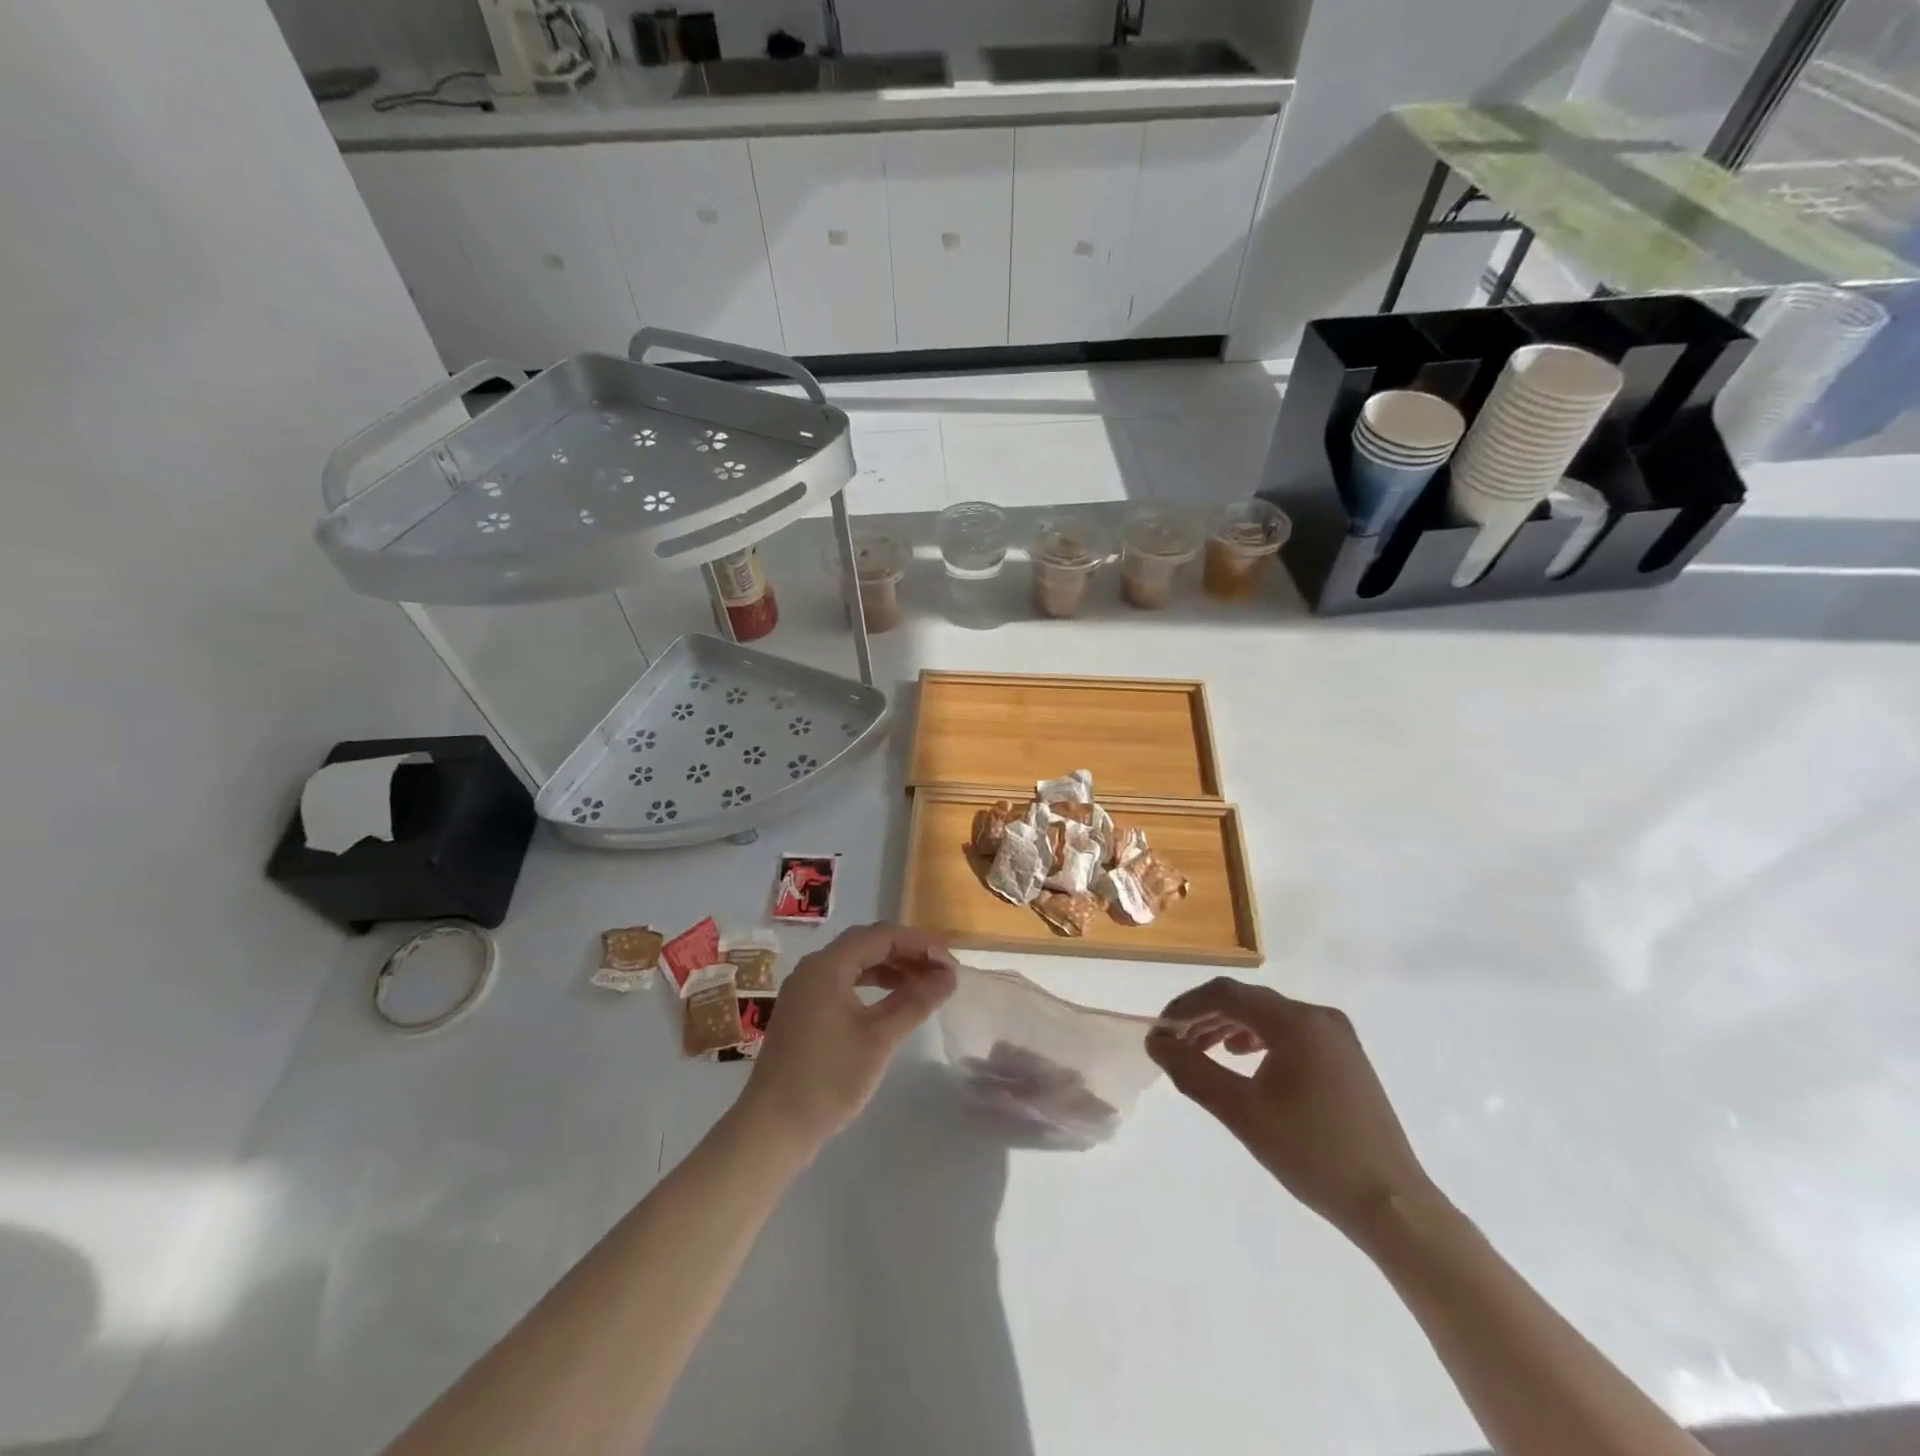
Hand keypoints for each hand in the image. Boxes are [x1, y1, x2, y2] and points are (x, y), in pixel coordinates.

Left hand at [740, 923, 957, 1150]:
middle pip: (866, 943)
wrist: (773, 1128)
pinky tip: (890, 1001)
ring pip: (854, 962)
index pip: (882, 936)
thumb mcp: (880, 1038)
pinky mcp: (802, 1010)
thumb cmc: (830, 1079)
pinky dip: (870, 984)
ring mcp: (804, 989)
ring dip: (890, 968)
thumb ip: (916, 1001)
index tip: (950, 963)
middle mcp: (812, 968)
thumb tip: (949, 975)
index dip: (920, 944)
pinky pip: (842, 981)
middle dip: (906, 952)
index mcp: (828, 965)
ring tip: (923, 985)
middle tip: (940, 971)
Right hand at [1147, 978, 1437, 1245]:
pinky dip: (1259, 1039)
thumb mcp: (1241, 1112)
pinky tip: (1244, 1060)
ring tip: (1202, 1051)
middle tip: (1175, 1043)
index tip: (1160, 1030)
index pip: (1226, 994)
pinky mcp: (1346, 1057)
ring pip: (1268, 1016)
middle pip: (1247, 1001)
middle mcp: (1318, 1016)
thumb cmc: (1312, 1155)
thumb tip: (1156, 1042)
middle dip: (1205, 1017)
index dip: (1186, 1006)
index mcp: (1295, 1022)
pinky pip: (1290, 1032)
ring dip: (1229, 1028)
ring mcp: (1337, 1036)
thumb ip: (1192, 1071)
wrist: (1392, 1205)